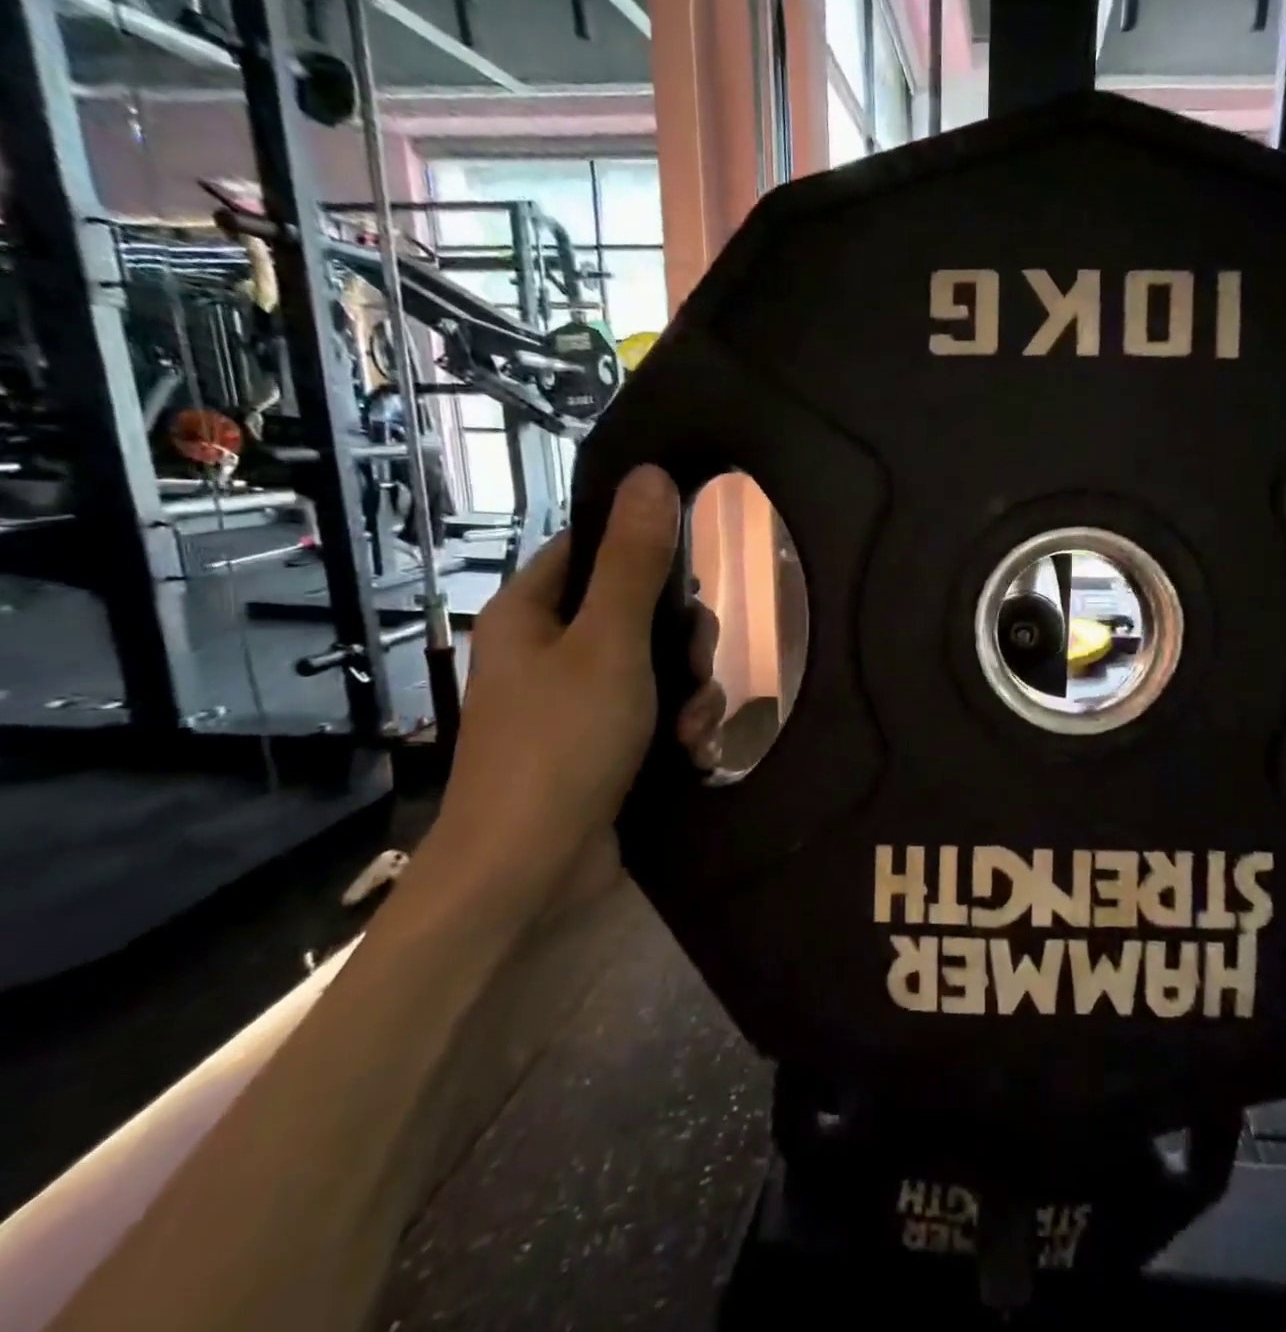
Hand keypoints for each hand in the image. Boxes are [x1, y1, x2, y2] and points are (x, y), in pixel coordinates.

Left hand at [438, 465, 724, 885]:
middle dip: (683, 642)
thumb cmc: (562, 742)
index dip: (644, 551)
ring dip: (692, 694)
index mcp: (533, 613)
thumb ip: (635, 562)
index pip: (590, 549)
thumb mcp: (609, 644)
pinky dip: (682, 730)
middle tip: (694, 666)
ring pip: (659, 668)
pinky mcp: (606, 746)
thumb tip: (651, 474)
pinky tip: (695, 754)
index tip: (689, 577)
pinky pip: (658, 715)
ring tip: (693, 730)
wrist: (530, 871)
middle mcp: (552, 651)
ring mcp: (579, 702)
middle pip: (639, 612)